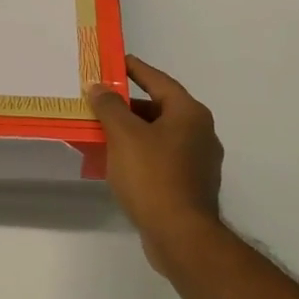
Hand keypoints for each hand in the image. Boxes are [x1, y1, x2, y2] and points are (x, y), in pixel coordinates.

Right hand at [86, 55, 224, 272]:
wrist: (181, 236)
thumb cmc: (153, 177)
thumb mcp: (124, 135)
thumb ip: (109, 106)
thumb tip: (98, 86)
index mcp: (189, 113)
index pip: (158, 80)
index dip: (134, 69)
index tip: (113, 62)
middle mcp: (200, 132)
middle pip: (159, 108)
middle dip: (127, 105)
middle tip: (99, 100)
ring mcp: (199, 161)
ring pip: (159, 135)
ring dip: (132, 131)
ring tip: (102, 131)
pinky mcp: (191, 185)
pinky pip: (161, 158)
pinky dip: (140, 154)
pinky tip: (118, 162)